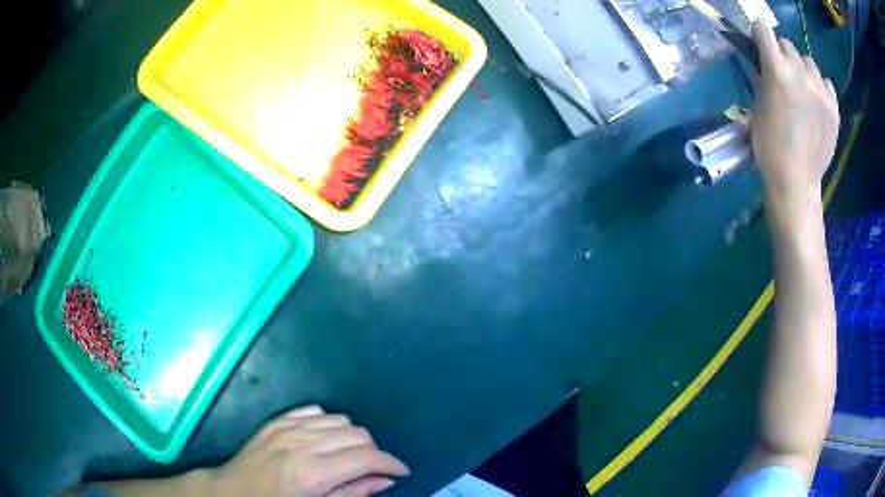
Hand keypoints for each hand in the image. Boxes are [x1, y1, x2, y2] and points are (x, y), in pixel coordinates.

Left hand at [211, 405, 409, 496]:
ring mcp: (288, 427)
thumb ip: (353, 494)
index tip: (401, 471)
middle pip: (357, 434)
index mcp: (314, 472)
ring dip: (352, 437)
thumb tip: (385, 480)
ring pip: (340, 420)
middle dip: (374, 451)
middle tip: (373, 469)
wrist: (233, 491)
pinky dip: (328, 423)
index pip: (367, 458)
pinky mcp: (277, 420)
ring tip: (349, 455)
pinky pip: (315, 411)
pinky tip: (325, 440)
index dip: (391, 463)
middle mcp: (303, 443)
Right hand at [750, 19, 838, 204]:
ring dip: (802, 69)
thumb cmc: (770, 145)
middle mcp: (800, 73)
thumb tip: (763, 64)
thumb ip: (762, 77)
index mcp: (777, 70)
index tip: (759, 50)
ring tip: (802, 91)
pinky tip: (816, 101)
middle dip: (781, 55)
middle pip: (787, 44)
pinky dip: (820, 86)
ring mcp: (821, 91)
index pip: (763, 28)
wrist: (796, 181)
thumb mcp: (757, 105)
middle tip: (782, 77)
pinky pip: (827, 83)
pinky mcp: (833, 108)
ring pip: (808, 61)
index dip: (759, 37)